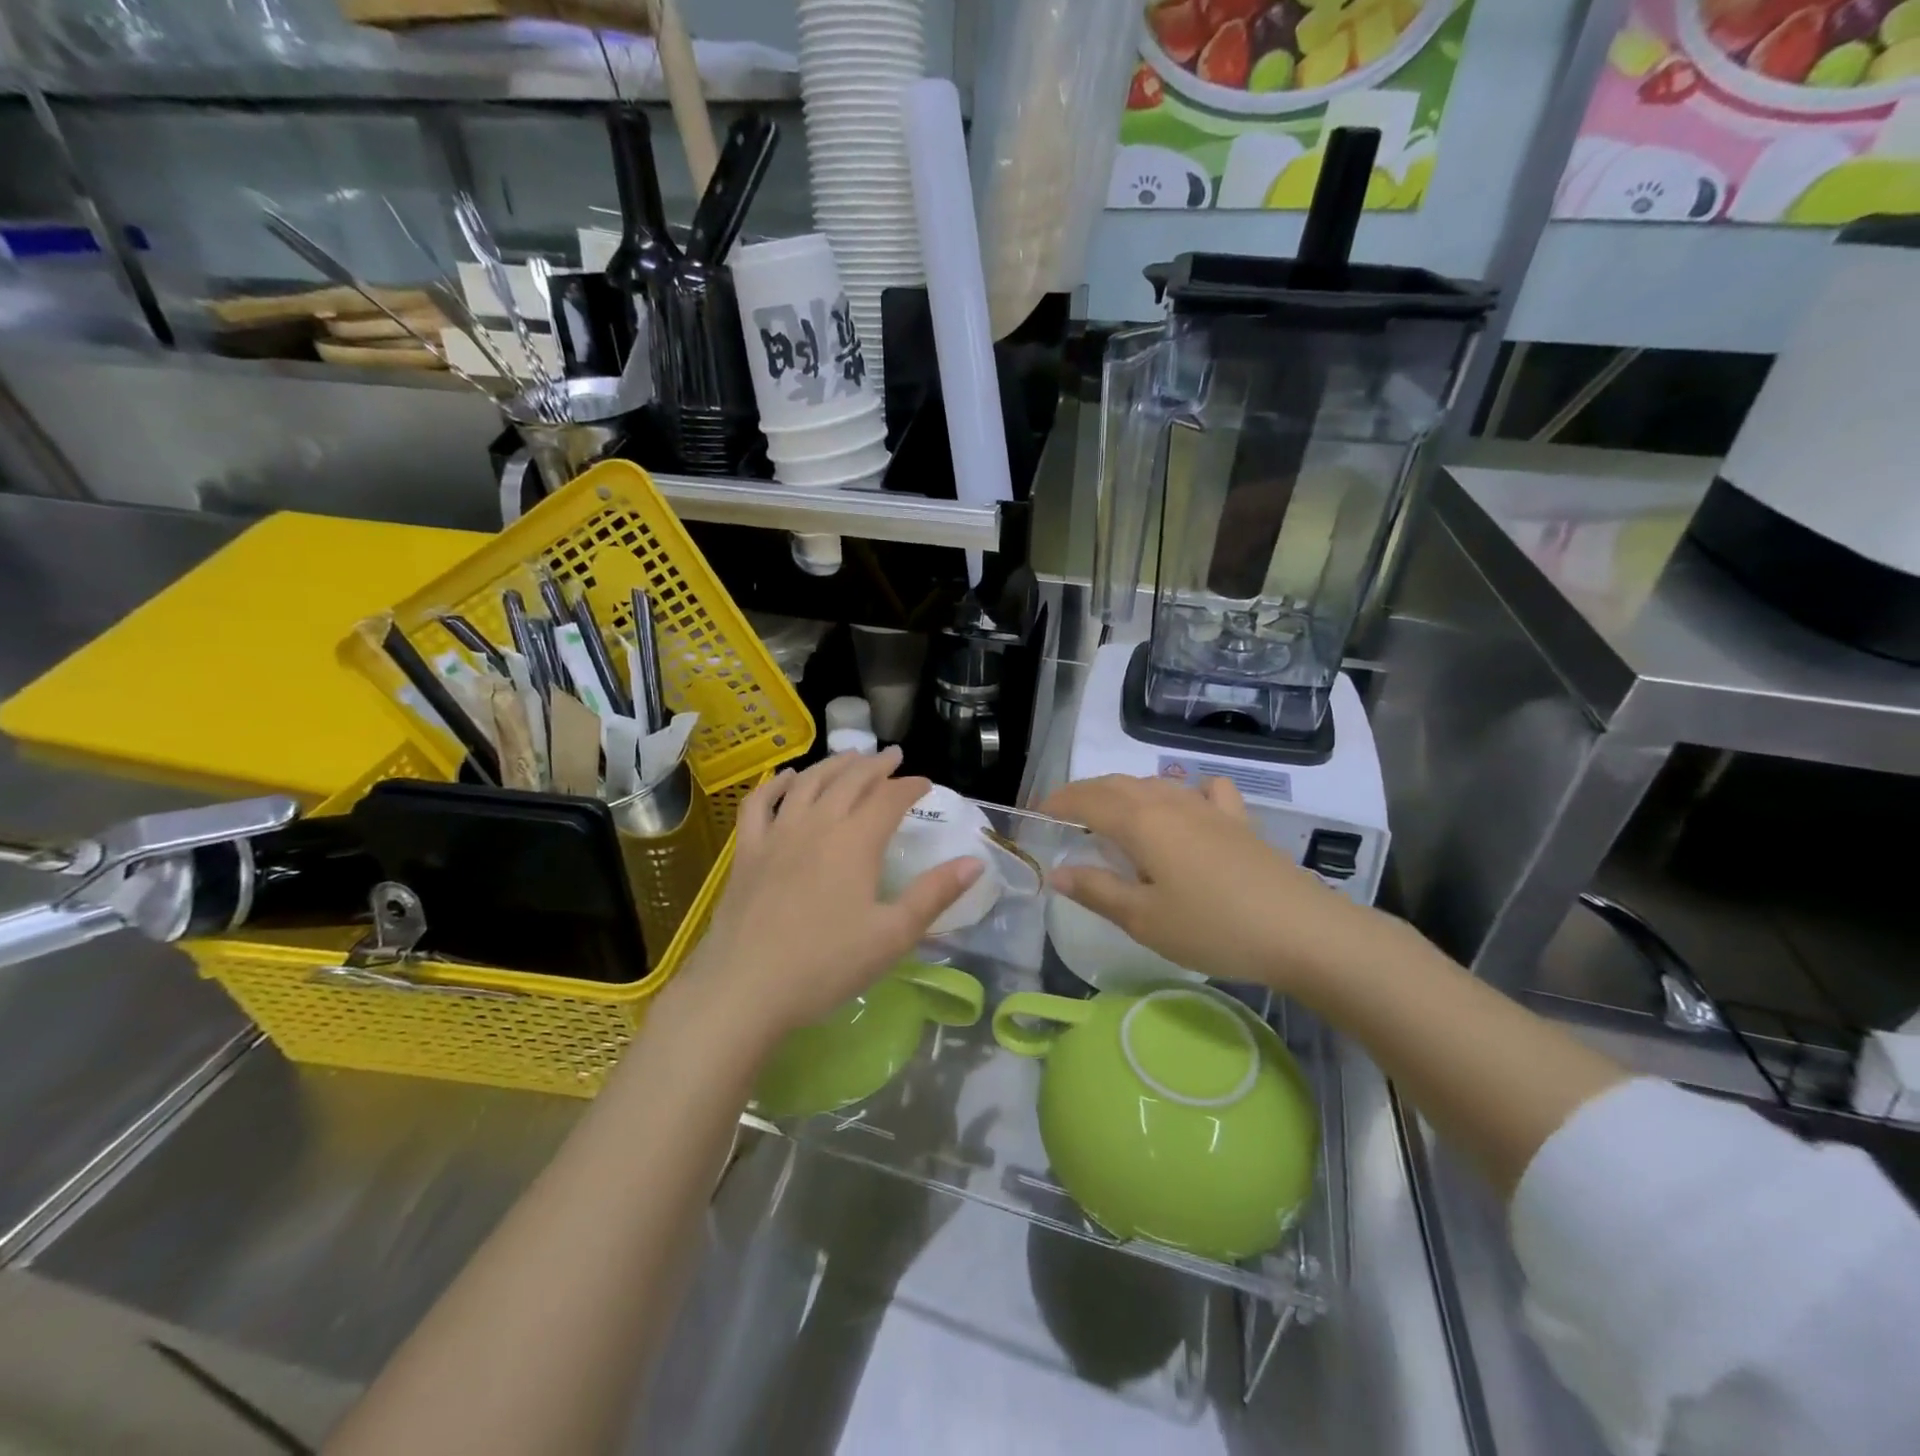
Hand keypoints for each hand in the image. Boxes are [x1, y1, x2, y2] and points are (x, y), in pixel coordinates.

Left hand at [660, 749, 983, 1050]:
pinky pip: (759, 803)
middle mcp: (817, 825)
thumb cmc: (826, 965)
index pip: (890, 798)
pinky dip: (777, 783)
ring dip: (833, 765)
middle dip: (875, 765)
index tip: (925, 783)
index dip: (911, 786)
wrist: (746, 988)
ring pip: (808, 783)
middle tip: (892, 756)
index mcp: (856, 842)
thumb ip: (934, 894)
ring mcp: (777, 834)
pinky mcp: (747, 851)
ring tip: (850, 756)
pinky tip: (789, 778)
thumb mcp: (893, 935)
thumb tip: (975, 862)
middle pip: (850, 780)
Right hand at [1041, 774, 1371, 992]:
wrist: (1302, 932)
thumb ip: (1096, 891)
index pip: (1086, 800)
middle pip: (1116, 785)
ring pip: (1154, 784)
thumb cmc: (1213, 928)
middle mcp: (1170, 801)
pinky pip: (1203, 792)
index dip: (1057, 803)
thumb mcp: (1143, 919)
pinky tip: (1187, 809)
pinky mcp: (1239, 821)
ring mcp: (1208, 808)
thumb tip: (1056, 872)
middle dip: (1084, 794)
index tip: (1035, 813)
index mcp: (1141, 821)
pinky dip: (1182, 793)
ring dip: (1124, 793)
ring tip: (1111, 816)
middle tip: (1063, 816)